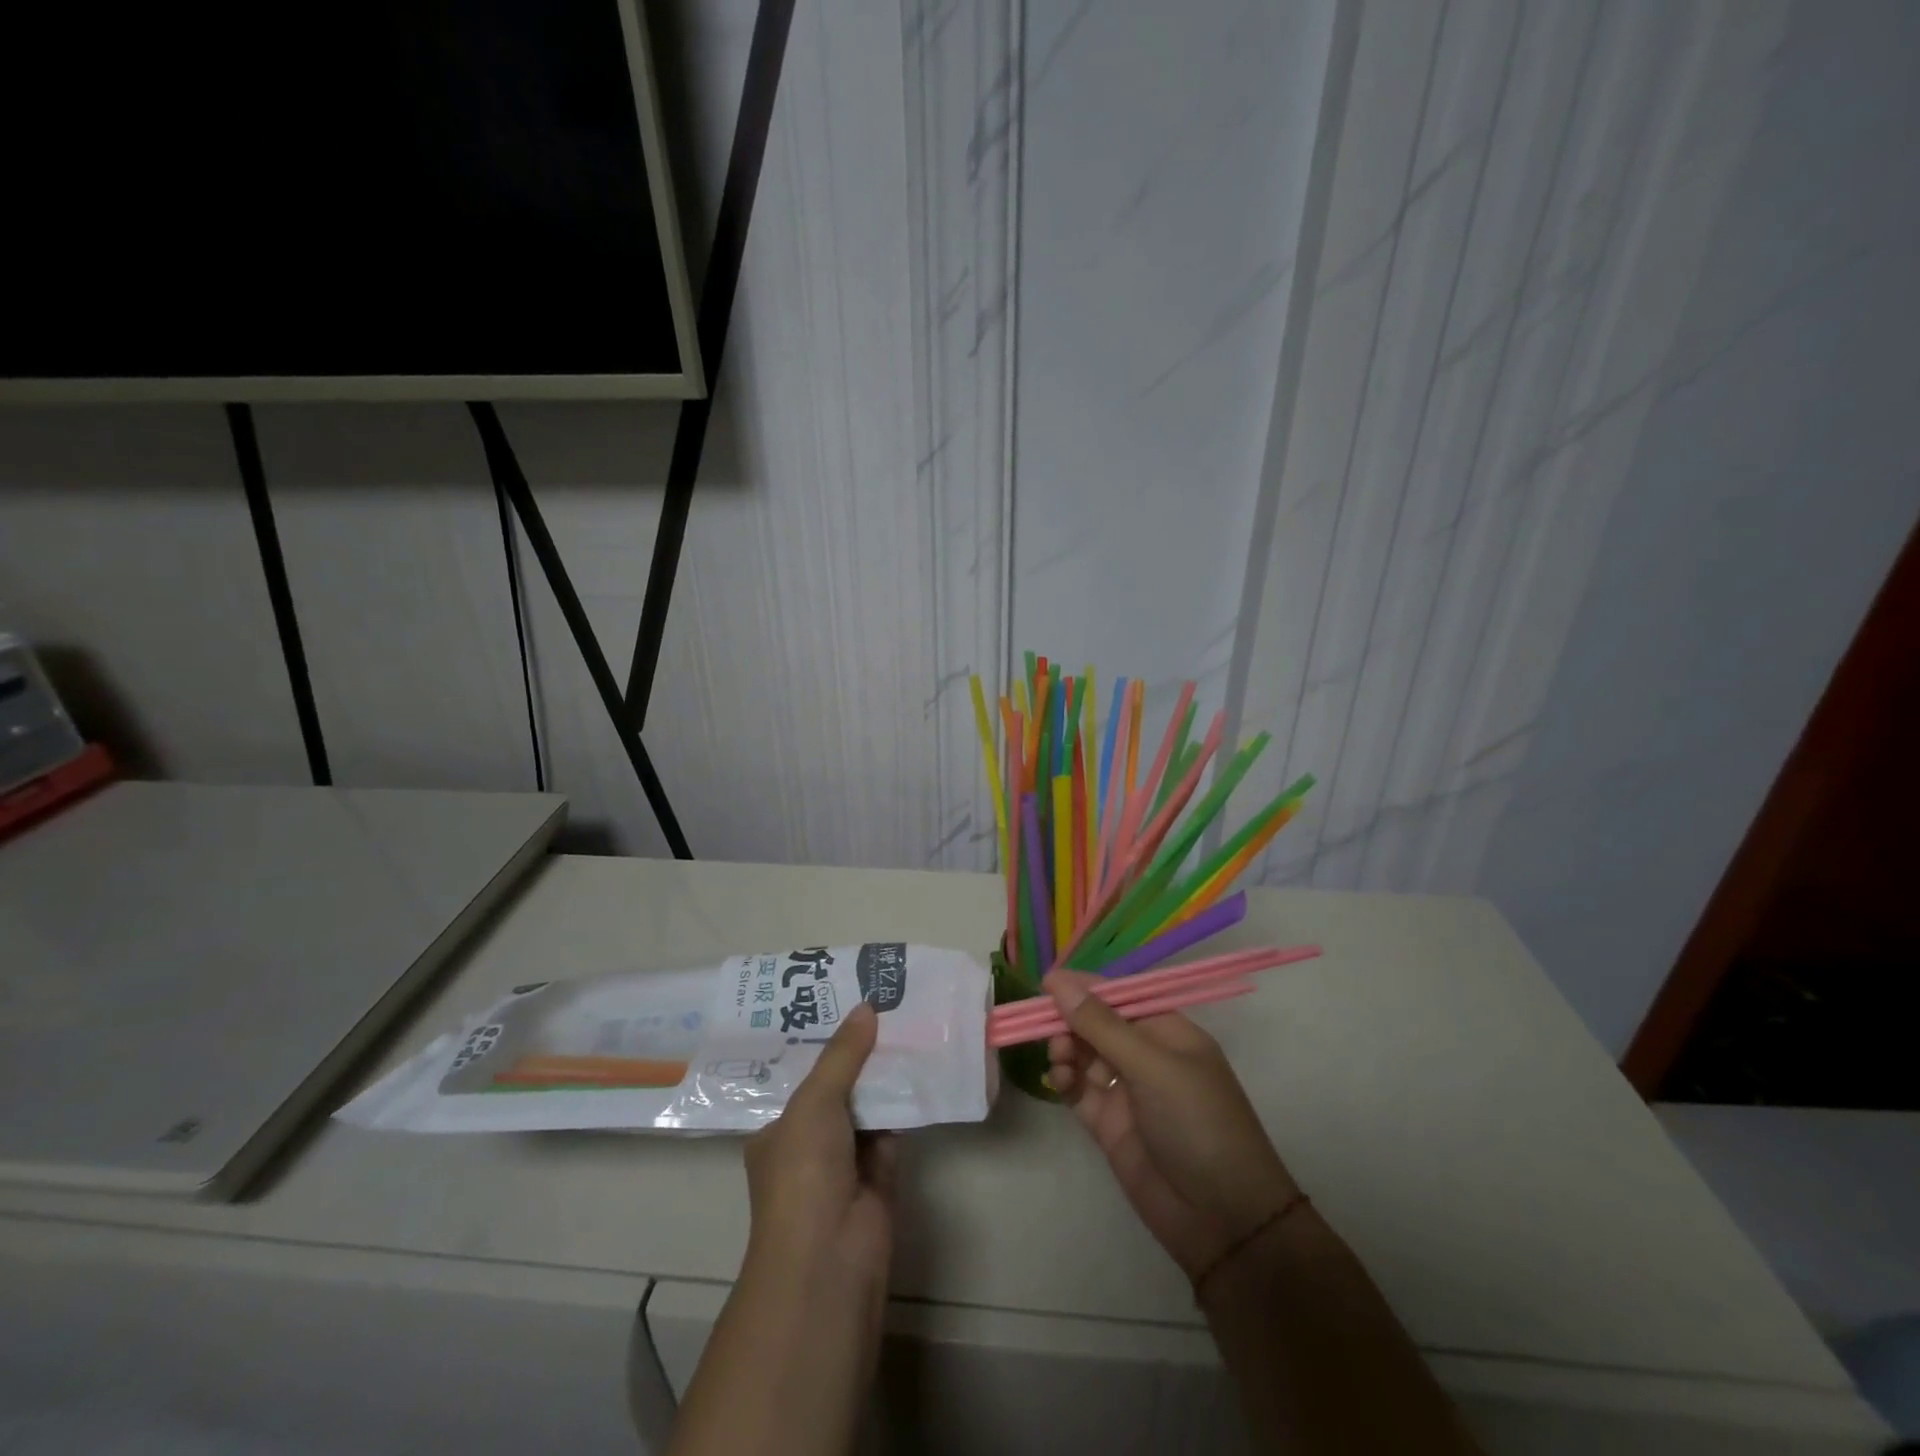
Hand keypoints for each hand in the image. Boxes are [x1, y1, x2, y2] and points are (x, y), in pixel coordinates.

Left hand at [743, 1002, 896, 1295]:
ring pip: (869, 1107)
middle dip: (860, 1054)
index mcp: (778, 1130)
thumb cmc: (803, 1173)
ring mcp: (846, 1162)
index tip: (848, 1005)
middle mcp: (809, 1145)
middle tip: (886, 1006)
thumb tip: (866, 1006)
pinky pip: (895, 1127)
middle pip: (839, 1089)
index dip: (824, 1043)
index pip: (802, 1077)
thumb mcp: (814, 1103)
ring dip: (886, 1075)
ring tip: (909, 1023)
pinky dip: (908, 1103)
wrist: (830, 1258)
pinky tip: (925, 1066)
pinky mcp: (881, 1175)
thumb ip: (841, 1055)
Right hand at [1045, 969, 1298, 1281]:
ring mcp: (1127, 1091)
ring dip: (1066, 1049)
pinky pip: (1079, 1090)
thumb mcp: (1152, 1067)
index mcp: (1168, 1032)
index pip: (1120, 996)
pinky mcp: (1109, 1124)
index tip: (1047, 982)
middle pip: (1097, 1024)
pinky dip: (1065, 1080)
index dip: (1085, 987)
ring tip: (1059, 1059)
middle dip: (1070, 1021)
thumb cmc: (1197, 1123)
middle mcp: (1146, 1056)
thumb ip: (1101, 1025)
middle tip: (1046, 1026)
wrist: (1221, 1220)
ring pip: (1084, 1055)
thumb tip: (1058, 981)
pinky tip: (1059, 1080)